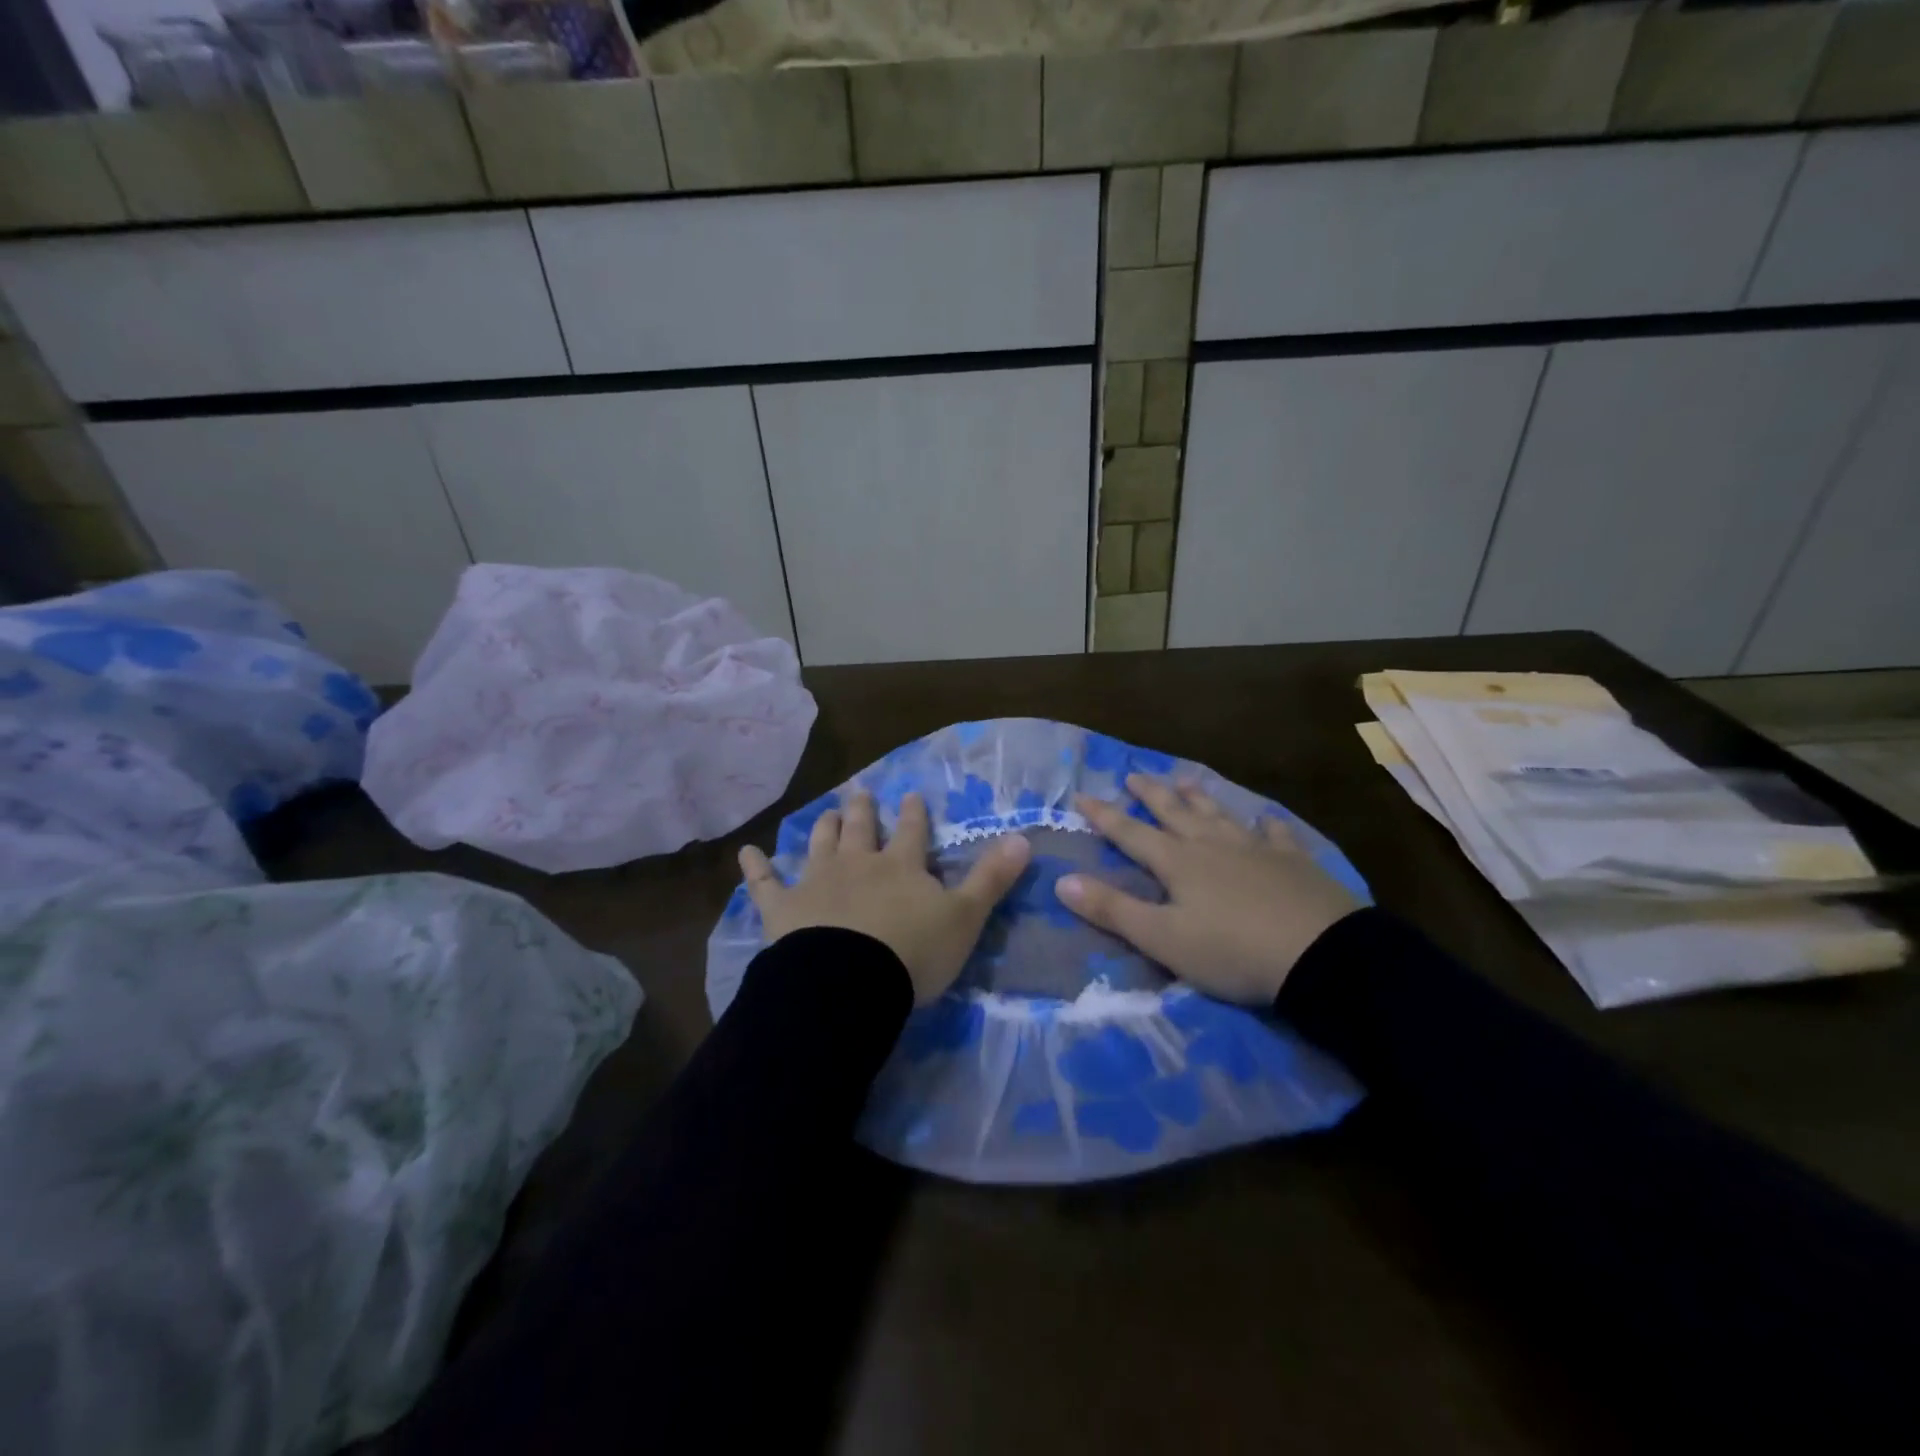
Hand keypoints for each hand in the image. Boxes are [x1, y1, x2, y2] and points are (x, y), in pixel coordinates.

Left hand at [739, 789, 1031, 1005]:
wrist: (850, 982)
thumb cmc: (913, 952)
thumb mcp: (965, 917)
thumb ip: (991, 878)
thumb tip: (1024, 837)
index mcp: (901, 865)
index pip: (911, 830)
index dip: (913, 813)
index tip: (911, 795)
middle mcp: (858, 863)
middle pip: (860, 829)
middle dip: (863, 810)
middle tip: (861, 793)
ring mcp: (817, 881)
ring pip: (820, 844)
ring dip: (824, 827)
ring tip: (826, 812)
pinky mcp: (783, 908)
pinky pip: (765, 883)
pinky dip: (756, 867)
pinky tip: (746, 852)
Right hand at [1056, 774, 1359, 1004]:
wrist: (1322, 955)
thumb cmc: (1232, 950)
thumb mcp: (1162, 938)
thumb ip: (1112, 909)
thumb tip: (1061, 881)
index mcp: (1177, 862)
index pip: (1130, 833)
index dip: (1104, 816)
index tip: (1081, 796)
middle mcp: (1212, 845)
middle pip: (1174, 813)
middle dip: (1150, 795)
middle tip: (1133, 775)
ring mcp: (1256, 849)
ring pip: (1219, 814)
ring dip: (1198, 797)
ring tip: (1185, 779)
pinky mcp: (1294, 862)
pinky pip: (1275, 834)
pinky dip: (1265, 824)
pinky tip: (1265, 819)